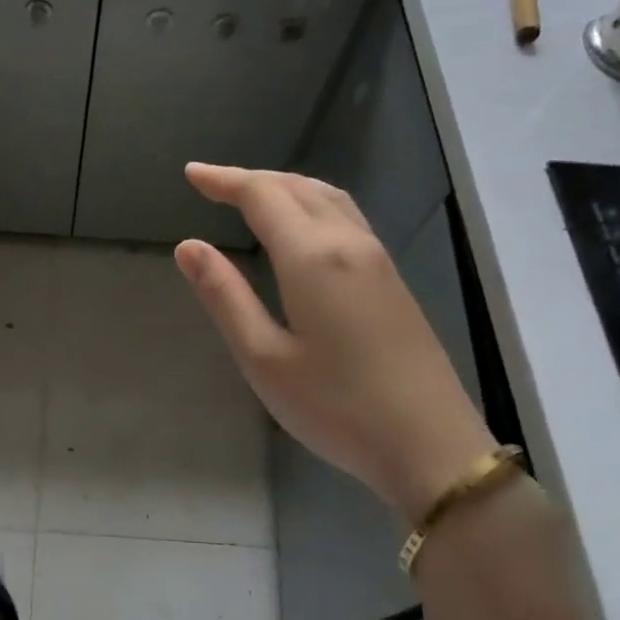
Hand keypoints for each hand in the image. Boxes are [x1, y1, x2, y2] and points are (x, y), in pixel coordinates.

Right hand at [174, 164, 496, 521]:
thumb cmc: (336, 407)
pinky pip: (346, 217)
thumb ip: (225, 296)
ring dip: (285, 186)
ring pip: (328, 198)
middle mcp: (349, 243)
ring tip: (252, 195)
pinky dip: (312, 203)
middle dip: (251, 179)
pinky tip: (303, 226)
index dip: (224, 180)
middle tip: (211, 184)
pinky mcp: (392, 280)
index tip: (191, 175)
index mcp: (312, 257)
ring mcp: (378, 260)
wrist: (431, 445)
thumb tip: (188, 246)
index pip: (262, 196)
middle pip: (297, 187)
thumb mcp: (263, 358)